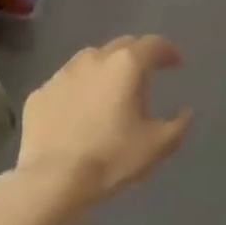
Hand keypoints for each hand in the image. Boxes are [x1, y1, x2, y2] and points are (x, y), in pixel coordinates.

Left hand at [15, 35, 193, 215]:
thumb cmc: (113, 158)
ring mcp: (61, 75)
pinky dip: (78, 91)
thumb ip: (179, 123)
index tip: (176, 62)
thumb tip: (186, 111)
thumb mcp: (158, 145)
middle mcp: (93, 60)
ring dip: (105, 70)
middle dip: (136, 56)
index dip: (168, 51)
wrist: (53, 180)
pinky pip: (65, 85)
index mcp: (126, 65)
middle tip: (145, 74)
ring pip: (89, 61)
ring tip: (111, 90)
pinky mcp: (39, 95)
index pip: (153, 44)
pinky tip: (79, 111)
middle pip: (121, 46)